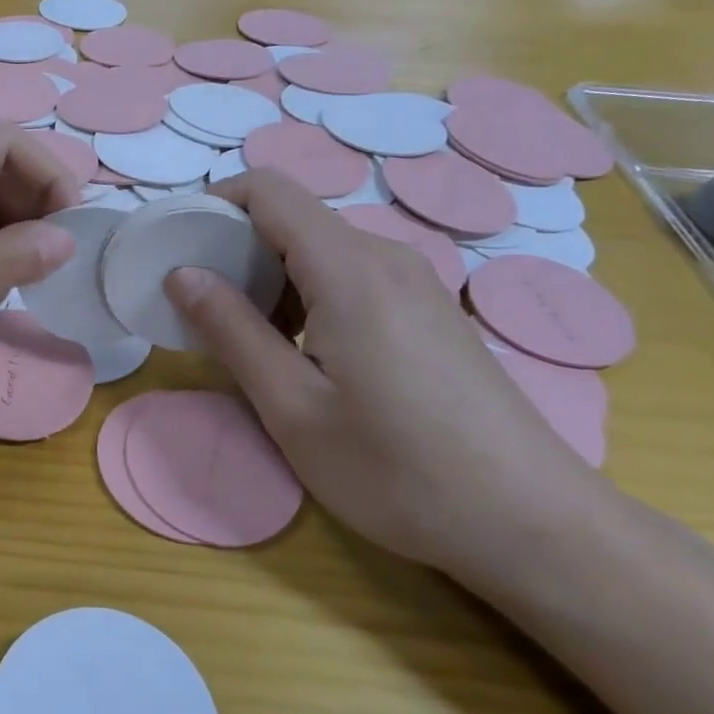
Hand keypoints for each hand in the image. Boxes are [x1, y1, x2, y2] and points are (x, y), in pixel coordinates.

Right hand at [164, 169, 604, 576]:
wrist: (533, 524)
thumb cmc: (398, 471)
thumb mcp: (293, 407)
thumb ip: (231, 330)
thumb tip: (182, 273)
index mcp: (348, 268)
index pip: (268, 189)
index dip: (214, 203)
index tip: (179, 248)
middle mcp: (385, 256)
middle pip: (292, 217)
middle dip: (236, 248)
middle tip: (203, 308)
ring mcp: (415, 282)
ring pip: (321, 248)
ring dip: (272, 276)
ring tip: (250, 339)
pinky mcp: (429, 310)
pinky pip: (351, 275)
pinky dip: (308, 293)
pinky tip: (306, 353)